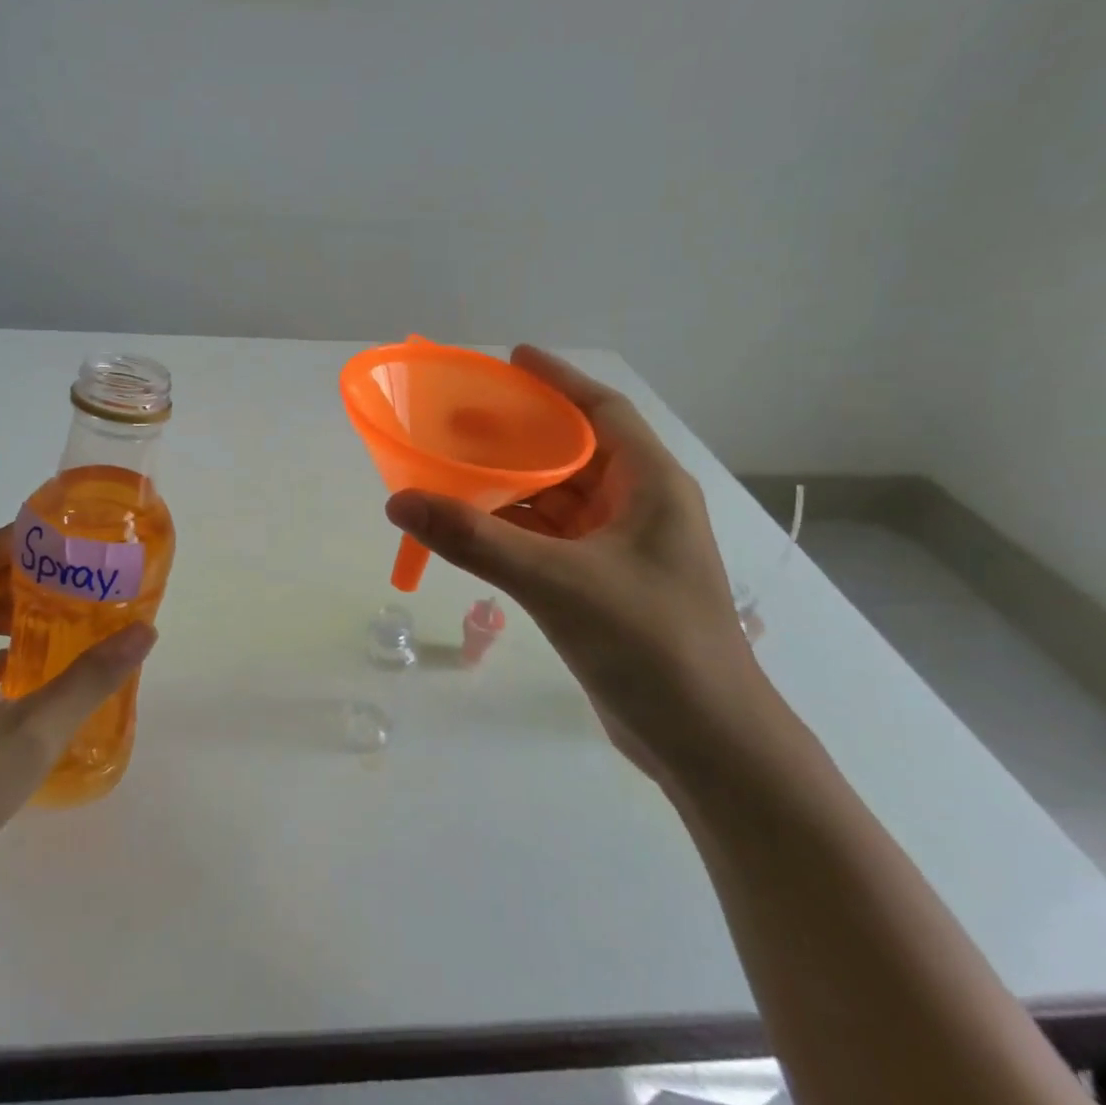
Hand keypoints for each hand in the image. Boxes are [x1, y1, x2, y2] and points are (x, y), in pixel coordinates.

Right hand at [385, 346, 775, 783]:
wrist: (707, 745)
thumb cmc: (650, 644)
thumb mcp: (556, 582)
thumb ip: (475, 540)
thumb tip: (398, 501)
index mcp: (650, 486)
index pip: (602, 411)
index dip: (557, 380)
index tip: (510, 359)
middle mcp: (639, 508)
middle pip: (573, 452)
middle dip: (519, 433)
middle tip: (460, 418)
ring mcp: (622, 550)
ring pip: (557, 499)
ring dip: (510, 484)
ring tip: (453, 467)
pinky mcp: (603, 585)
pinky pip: (549, 538)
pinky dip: (512, 527)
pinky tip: (472, 526)